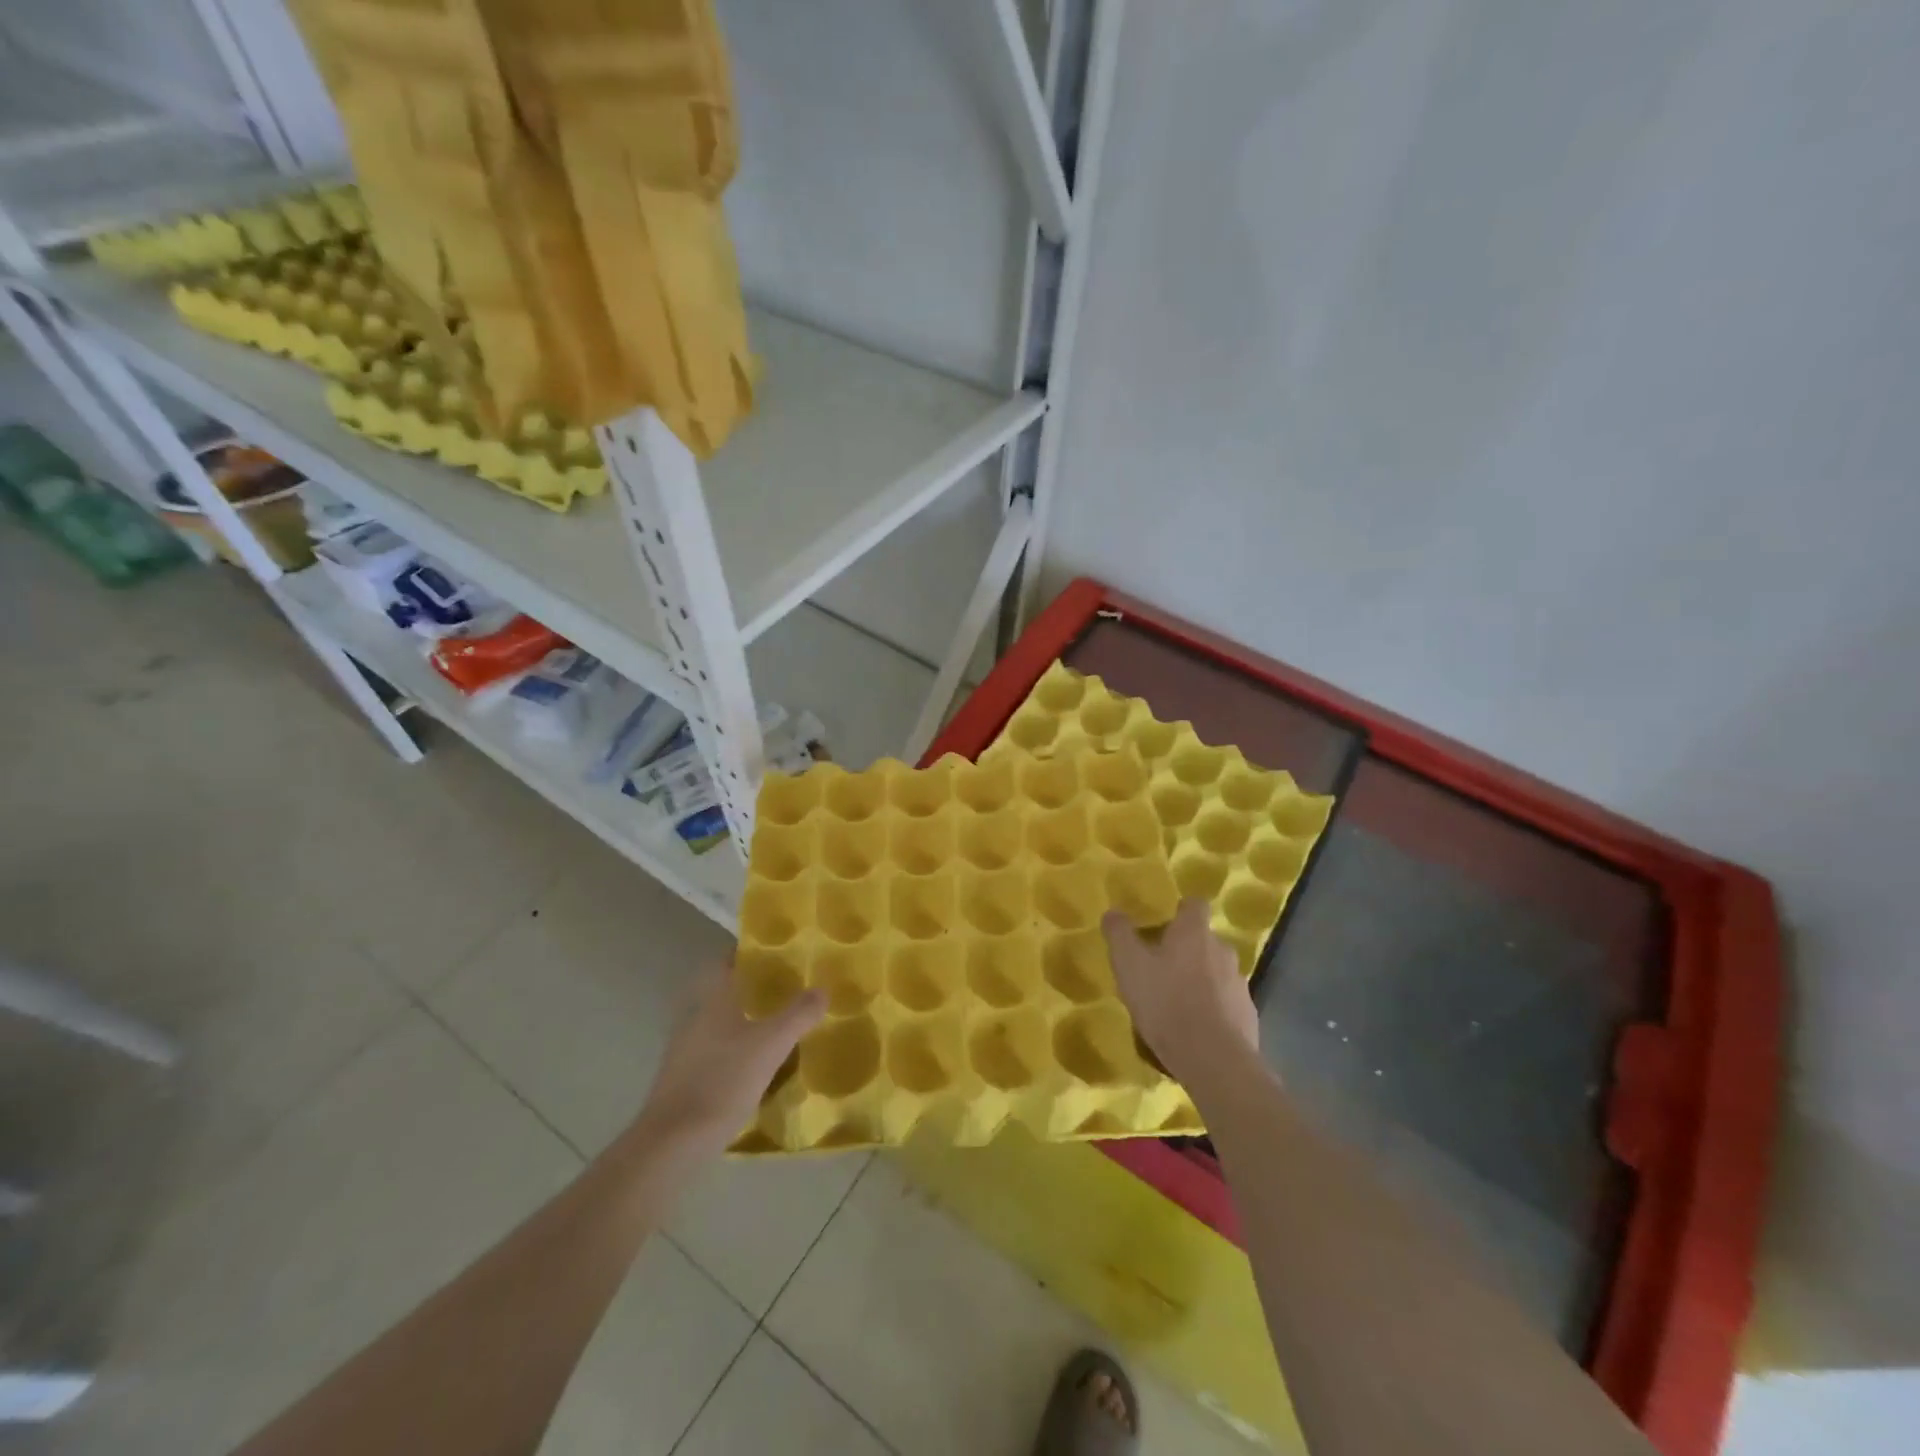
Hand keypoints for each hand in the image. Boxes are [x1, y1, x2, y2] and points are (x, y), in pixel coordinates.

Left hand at [635, 964, 825, 1154]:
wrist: (673, 1142)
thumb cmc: (723, 1080)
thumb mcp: (771, 1045)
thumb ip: (798, 1015)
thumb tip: (821, 989)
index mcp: (714, 1001)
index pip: (726, 963)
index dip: (746, 954)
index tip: (772, 952)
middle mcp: (695, 1019)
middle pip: (724, 994)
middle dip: (751, 990)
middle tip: (785, 991)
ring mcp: (685, 1051)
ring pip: (719, 1026)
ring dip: (743, 1023)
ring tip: (776, 1030)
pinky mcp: (683, 1081)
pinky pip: (714, 1054)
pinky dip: (734, 1054)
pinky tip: (755, 1070)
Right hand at [1103, 898, 1259, 1094]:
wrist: (1212, 1058)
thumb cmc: (1166, 1001)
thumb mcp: (1128, 964)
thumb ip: (1119, 934)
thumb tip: (1113, 912)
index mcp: (1195, 932)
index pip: (1195, 905)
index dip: (1180, 911)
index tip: (1164, 924)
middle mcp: (1222, 950)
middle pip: (1205, 940)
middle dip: (1187, 950)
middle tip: (1161, 969)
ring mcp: (1239, 984)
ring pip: (1216, 973)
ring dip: (1200, 981)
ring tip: (1176, 1003)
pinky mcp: (1247, 1015)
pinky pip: (1226, 1003)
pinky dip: (1213, 1010)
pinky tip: (1194, 1029)